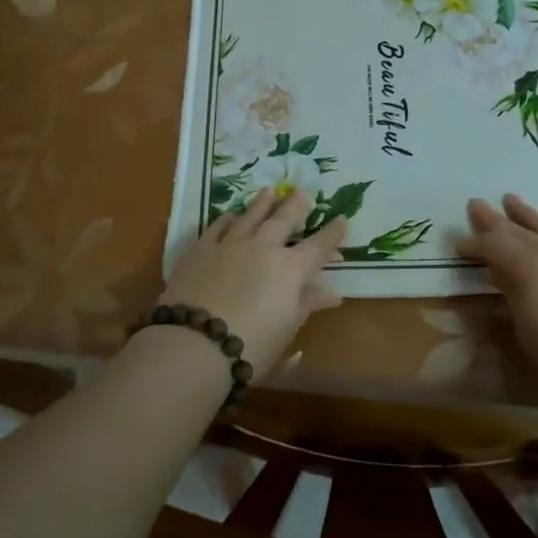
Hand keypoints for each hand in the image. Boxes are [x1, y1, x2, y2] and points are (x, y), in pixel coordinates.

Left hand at [155, 189, 347, 377]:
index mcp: (290, 270)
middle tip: (303, 192)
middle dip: (297, 205)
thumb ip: (307, 305)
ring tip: (270, 190)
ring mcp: (230, 244)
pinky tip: (230, 215)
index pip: (318, 246)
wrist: (194, 343)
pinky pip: (218, 227)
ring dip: (263, 203)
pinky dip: (227, 219)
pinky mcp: (201, 249)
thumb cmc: (250, 346)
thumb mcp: (286, 330)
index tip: (342, 219)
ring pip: (250, 215)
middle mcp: (263, 248)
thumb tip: (332, 294)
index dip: (332, 233)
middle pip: (284, 219)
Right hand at [458, 193, 537, 404]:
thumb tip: (499, 272)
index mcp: (527, 266)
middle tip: (476, 204)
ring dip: (528, 216)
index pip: (493, 246)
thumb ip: (511, 293)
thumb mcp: (525, 328)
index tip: (458, 244)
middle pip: (518, 231)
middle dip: (495, 220)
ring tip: (512, 200)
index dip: (474, 244)